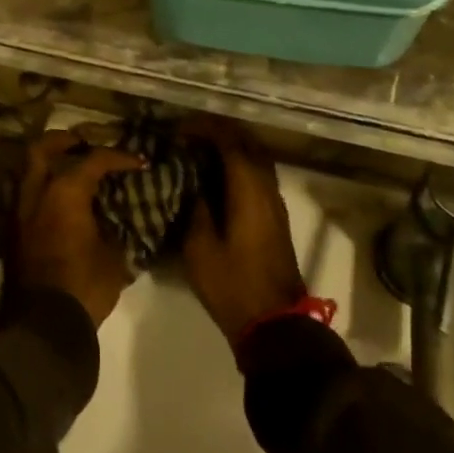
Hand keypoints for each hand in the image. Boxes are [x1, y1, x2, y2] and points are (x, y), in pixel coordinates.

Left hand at [13, 132, 143, 325]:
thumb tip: (112, 219)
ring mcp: (19, 212)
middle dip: (63, 141)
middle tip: (83, 144)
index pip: (94, 160)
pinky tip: (58, 203)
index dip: (120, 157)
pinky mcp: (12, 234)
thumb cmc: (84, 286)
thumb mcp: (113, 256)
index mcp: (65, 192)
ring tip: (68, 171)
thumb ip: (111, 227)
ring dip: (47, 165)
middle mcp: (36, 193)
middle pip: (42, 149)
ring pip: (27, 172)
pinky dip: (40, 190)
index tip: (139, 162)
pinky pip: (25, 197)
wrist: (43, 329)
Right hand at [181, 116, 306, 343]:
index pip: (228, 139)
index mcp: (248, 187)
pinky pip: (257, 174)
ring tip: (199, 153)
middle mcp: (266, 185)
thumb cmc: (233, 284)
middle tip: (187, 137)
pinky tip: (216, 178)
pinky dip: (238, 165)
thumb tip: (191, 181)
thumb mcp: (199, 248)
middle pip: (246, 141)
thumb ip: (194, 206)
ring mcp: (275, 200)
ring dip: (230, 148)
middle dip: (217, 132)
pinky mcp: (276, 215)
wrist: (275, 324)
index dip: (202, 128)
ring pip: (255, 156)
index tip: (177, 130)